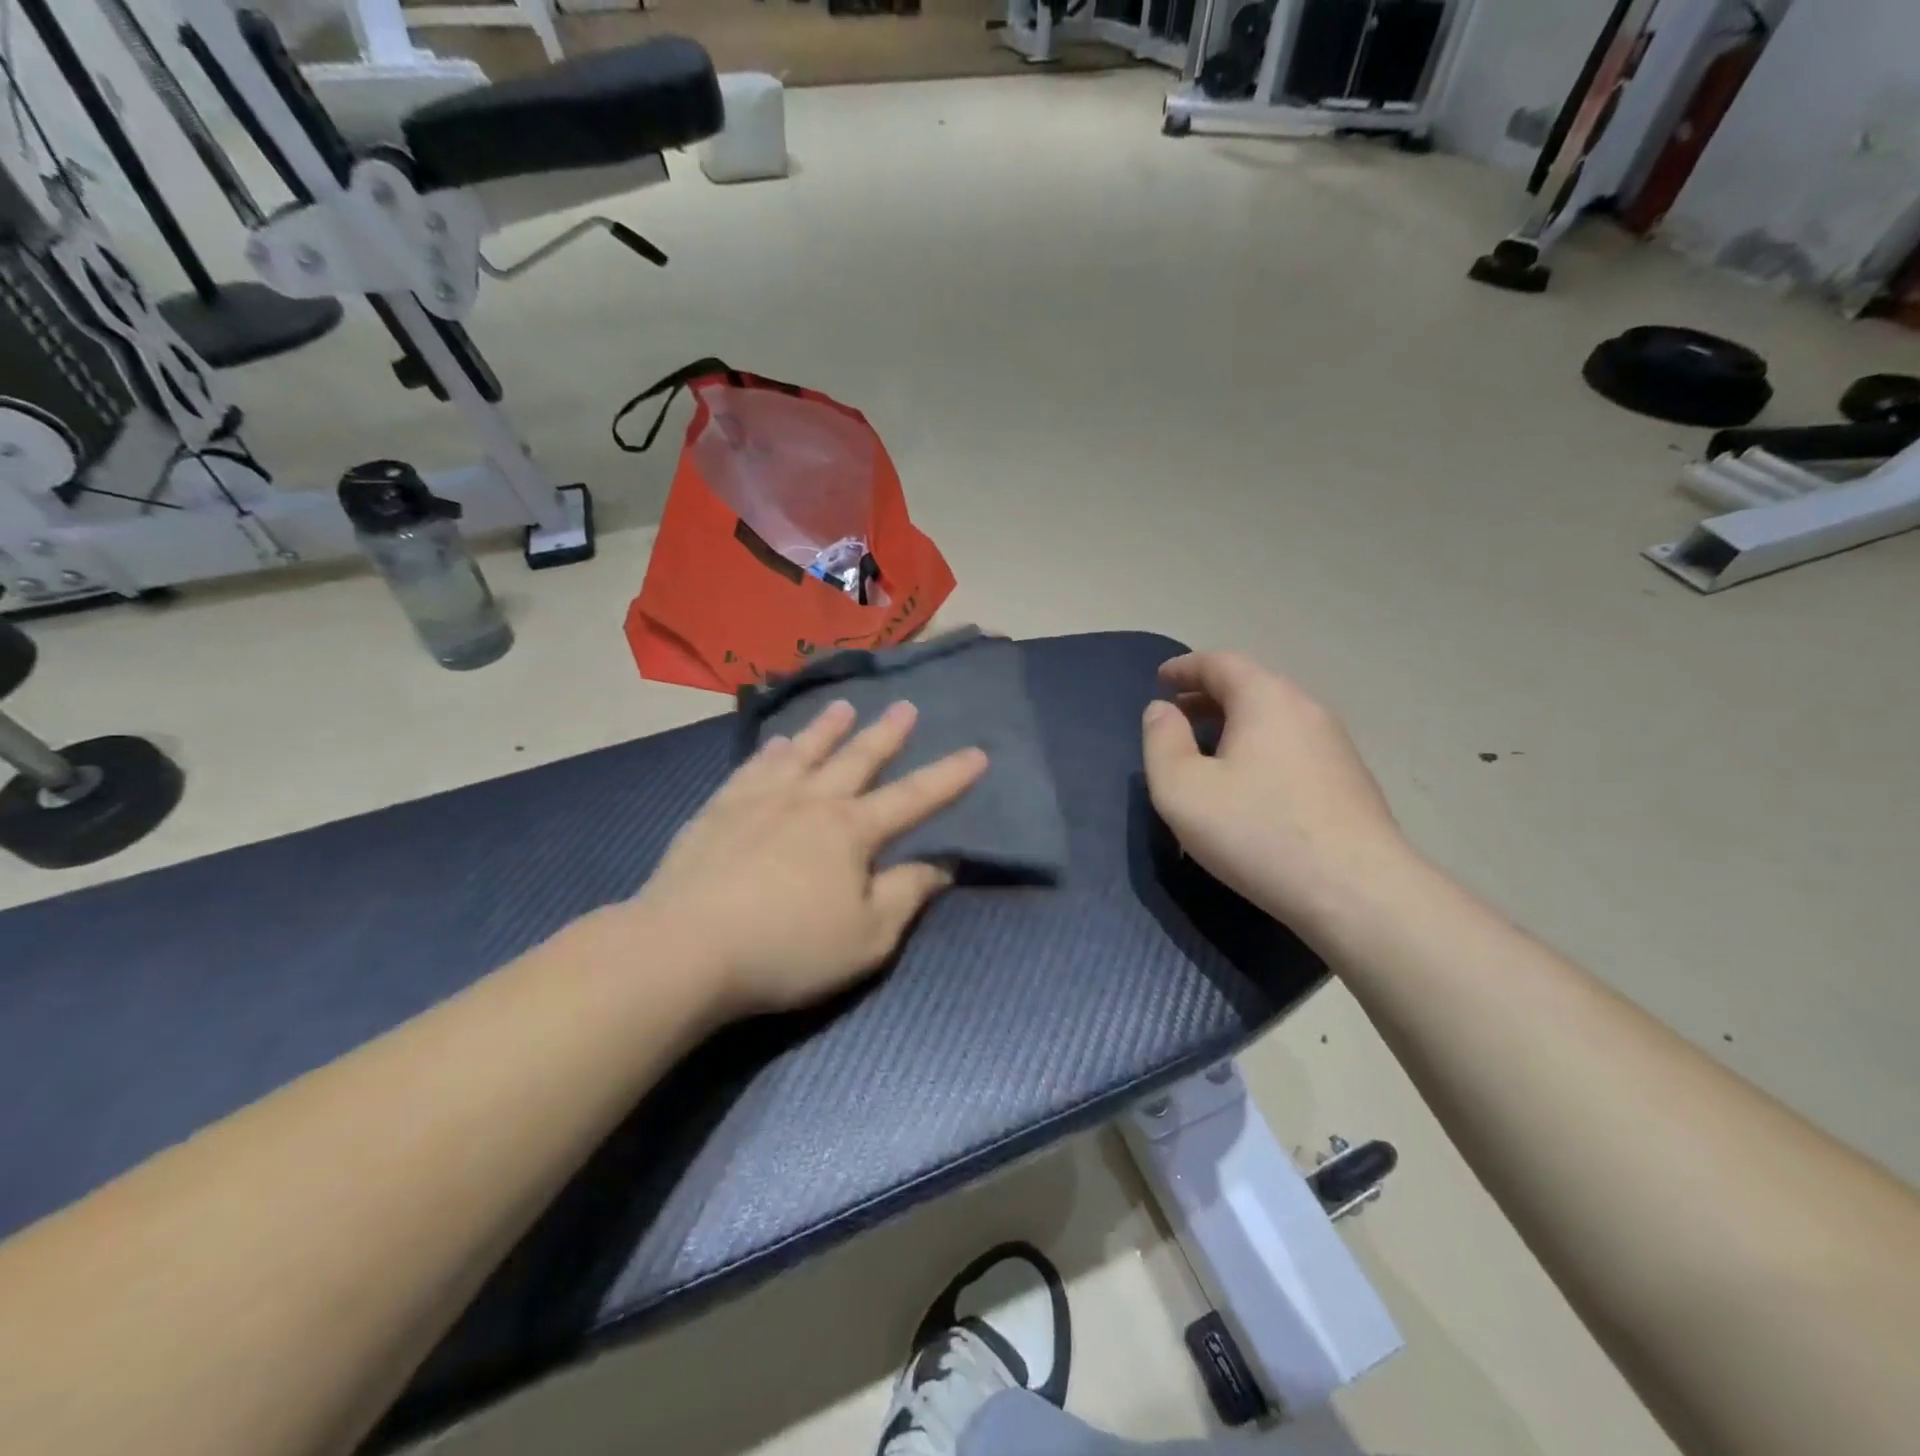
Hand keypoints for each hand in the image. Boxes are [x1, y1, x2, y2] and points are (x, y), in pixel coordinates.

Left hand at [632, 700, 987, 1016]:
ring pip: (805, 752)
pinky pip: (755, 767)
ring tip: (843, 706)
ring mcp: (762, 799)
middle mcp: (812, 801)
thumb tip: (943, 865)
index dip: (950, 777)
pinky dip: (773, 751)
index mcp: (853, 831)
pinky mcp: (721, 809)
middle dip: (887, 734)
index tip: (977, 752)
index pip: (914, 798)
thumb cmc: (788, 949)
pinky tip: (778, 742)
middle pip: (858, 759)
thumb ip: (907, 895)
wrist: (686, 948)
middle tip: (905, 706)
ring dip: (827, 729)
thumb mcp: (867, 937)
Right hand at [1141, 652, 1412, 938]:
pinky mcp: (1350, 779)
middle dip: (1209, 695)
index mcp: (1265, 699)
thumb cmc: (1257, 831)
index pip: (1220, 663)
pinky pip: (1293, 745)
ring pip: (1275, 717)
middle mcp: (1306, 709)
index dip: (1185, 667)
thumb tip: (1161, 710)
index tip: (1160, 679)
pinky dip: (1261, 747)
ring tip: (1209, 750)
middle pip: (1251, 686)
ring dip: (1237, 723)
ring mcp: (1335, 744)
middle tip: (1177, 715)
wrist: (1356, 890)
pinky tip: (1251, 784)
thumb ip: (1161, 742)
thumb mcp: (1183, 789)